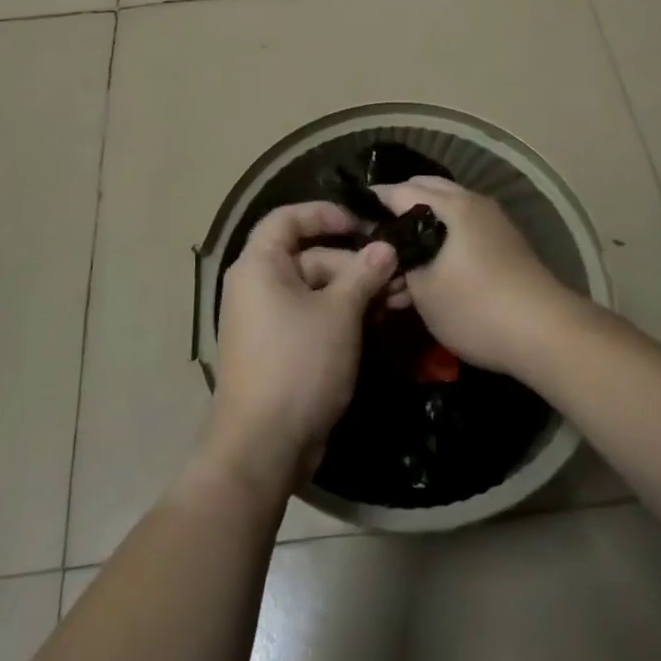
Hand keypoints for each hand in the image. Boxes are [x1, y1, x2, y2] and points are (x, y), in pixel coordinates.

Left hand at [200, 201, 397, 495]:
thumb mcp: (338, 313)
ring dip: (358, 291)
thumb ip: (363, 274)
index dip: (324, 214)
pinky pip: (315, 317)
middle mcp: (258, 285)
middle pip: (311, 256)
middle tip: (399, 273)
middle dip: (356, 263)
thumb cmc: (298, 364)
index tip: (362, 224)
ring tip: (402, 298)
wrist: (264, 446)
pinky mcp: (282, 348)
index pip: (287, 219)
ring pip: (318, 290)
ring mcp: (269, 319)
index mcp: (259, 265)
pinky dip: (345, 315)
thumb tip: (386, 247)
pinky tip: (383, 319)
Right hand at [374, 177, 577, 377]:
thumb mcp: (423, 290)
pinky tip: (431, 264)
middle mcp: (473, 202)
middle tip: (375, 236)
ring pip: (446, 210)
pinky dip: (442, 235)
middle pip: (426, 191)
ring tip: (401, 254)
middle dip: (398, 207)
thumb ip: (398, 263)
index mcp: (452, 204)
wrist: (547, 334)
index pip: (399, 191)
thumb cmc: (477, 307)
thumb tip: (385, 250)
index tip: (350, 221)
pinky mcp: (504, 243)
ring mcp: (493, 222)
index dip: (372, 204)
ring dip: (422, 223)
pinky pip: (463, 226)